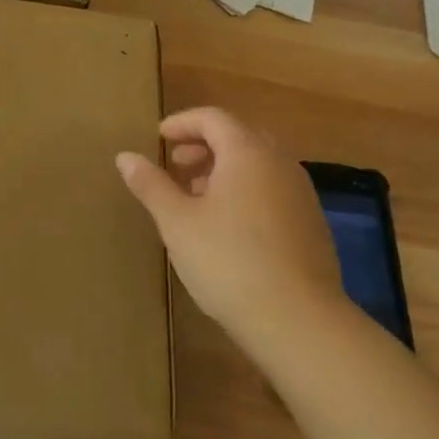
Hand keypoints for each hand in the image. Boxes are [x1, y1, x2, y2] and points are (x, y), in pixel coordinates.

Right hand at [116, 107, 346, 354]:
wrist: (298, 321)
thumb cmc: (228, 261)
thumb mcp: (177, 221)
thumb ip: (151, 184)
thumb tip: (126, 157)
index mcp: (248, 153)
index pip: (213, 118)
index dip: (182, 123)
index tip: (159, 139)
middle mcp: (280, 163)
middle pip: (239, 137)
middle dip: (205, 145)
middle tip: (177, 165)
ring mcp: (301, 194)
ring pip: (259, 165)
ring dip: (225, 169)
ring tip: (197, 197)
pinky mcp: (312, 225)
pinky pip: (273, 189)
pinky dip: (246, 191)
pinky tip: (228, 226)